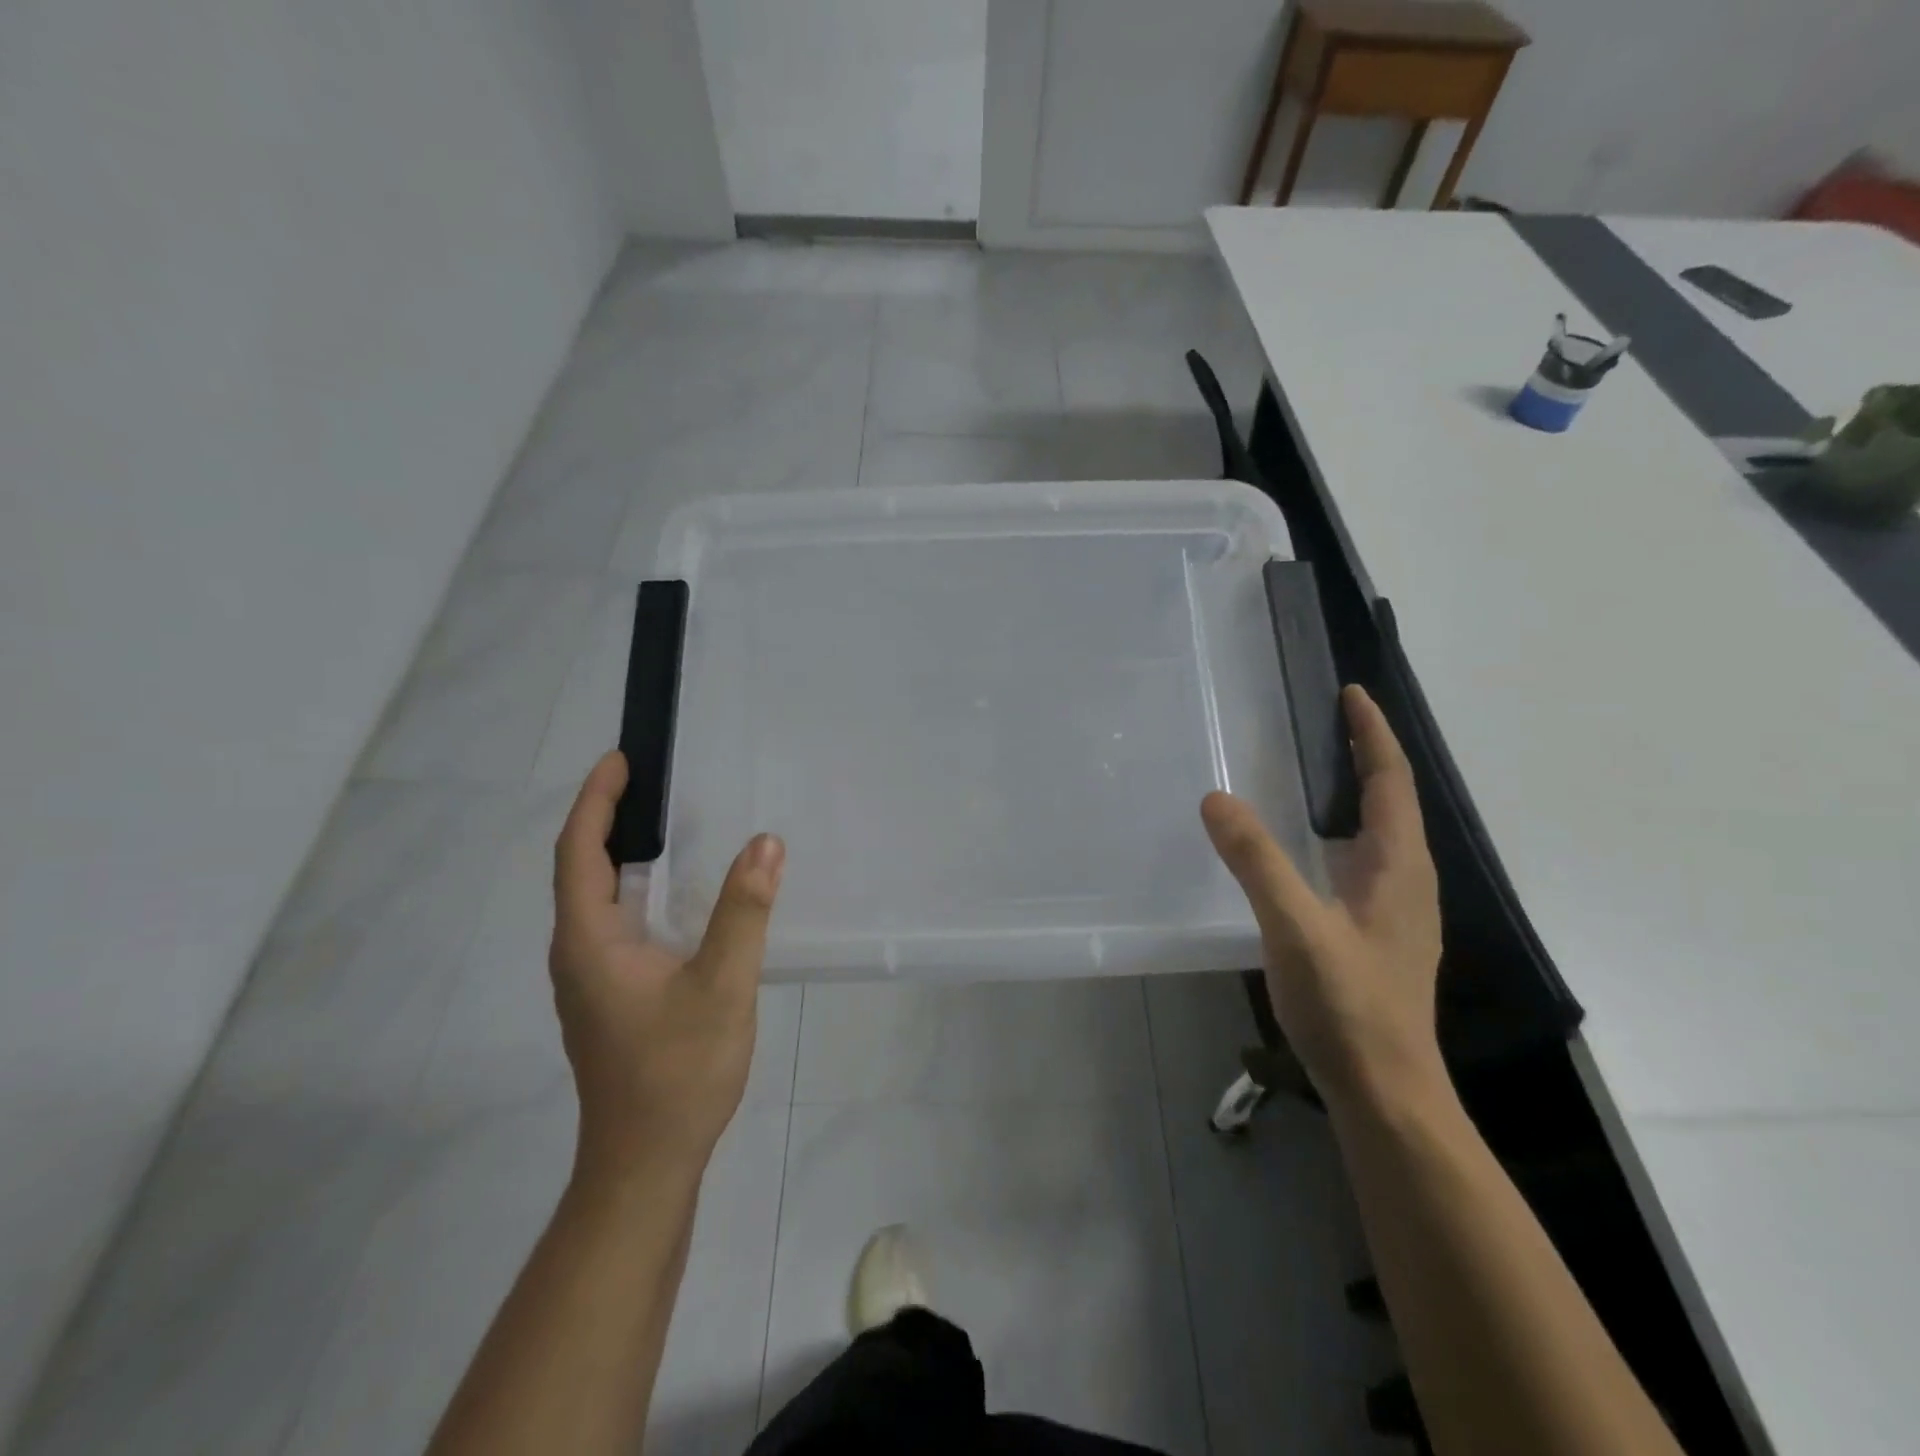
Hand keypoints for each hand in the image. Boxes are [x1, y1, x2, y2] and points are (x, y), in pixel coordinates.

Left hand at [550, 752, 784, 1184]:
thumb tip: (765, 843)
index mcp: (590, 941)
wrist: (646, 1163)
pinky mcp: (609, 995)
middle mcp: (578, 952)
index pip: (579, 852)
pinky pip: (614, 921)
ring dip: (620, 851)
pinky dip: (635, 886)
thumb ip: (743, 912)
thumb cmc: (677, 1073)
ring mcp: (590, 978)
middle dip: (607, 816)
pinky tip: (673, 891)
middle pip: (581, 868)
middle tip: (649, 779)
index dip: (595, 800)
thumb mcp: (721, 987)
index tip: (620, 760)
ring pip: (596, 897)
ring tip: (663, 820)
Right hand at [1201, 685, 1444, 1110]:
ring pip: (1377, 835)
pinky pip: (1361, 862)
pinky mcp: (1375, 935)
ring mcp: (1394, 911)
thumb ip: (1257, 861)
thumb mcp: (1296, 927)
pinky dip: (1339, 832)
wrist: (1386, 1092)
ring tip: (1316, 772)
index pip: (1390, 782)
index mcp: (1397, 867)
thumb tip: (1217, 798)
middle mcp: (1405, 881)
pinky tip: (1307, 849)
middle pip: (1390, 802)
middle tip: (1325, 723)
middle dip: (1364, 757)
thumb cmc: (1349, 1005)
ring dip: (1355, 794)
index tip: (1352, 693)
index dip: (1372, 735)